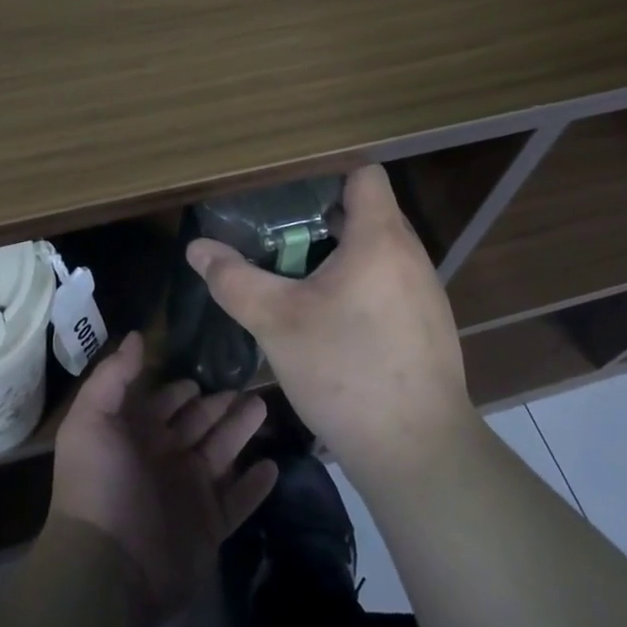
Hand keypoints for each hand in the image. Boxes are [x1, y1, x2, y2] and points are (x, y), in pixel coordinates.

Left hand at [50, 331, 277, 626]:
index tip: (205, 369)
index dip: (181, 388)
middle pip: (198, 423)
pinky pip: (238, 501)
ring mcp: (188, 494)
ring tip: (265, 407)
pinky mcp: (209, 527)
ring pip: (223, 453)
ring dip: (242, 431)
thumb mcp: (92, 419)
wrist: (109, 570)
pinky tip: (275, 466)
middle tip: (248, 383)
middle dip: (219, 404)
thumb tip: (136, 335)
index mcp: (136, 434)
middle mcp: (164, 458)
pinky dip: (255, 486)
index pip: (164, 402)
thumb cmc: (99, 485)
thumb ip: (114, 375)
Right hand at [187, 164, 472, 479]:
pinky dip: (361, 284)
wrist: (419, 454)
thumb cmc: (347, 372)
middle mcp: (411, 255)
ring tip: (300, 276)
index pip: (364, 173)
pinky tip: (332, 321)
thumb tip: (197, 247)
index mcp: (380, 238)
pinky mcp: (429, 326)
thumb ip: (234, 280)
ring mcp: (426, 292)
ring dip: (341, 254)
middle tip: (281, 236)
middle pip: (368, 211)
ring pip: (379, 250)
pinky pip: (390, 282)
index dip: (327, 173)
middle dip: (323, 217)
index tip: (290, 191)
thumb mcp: (277, 323)